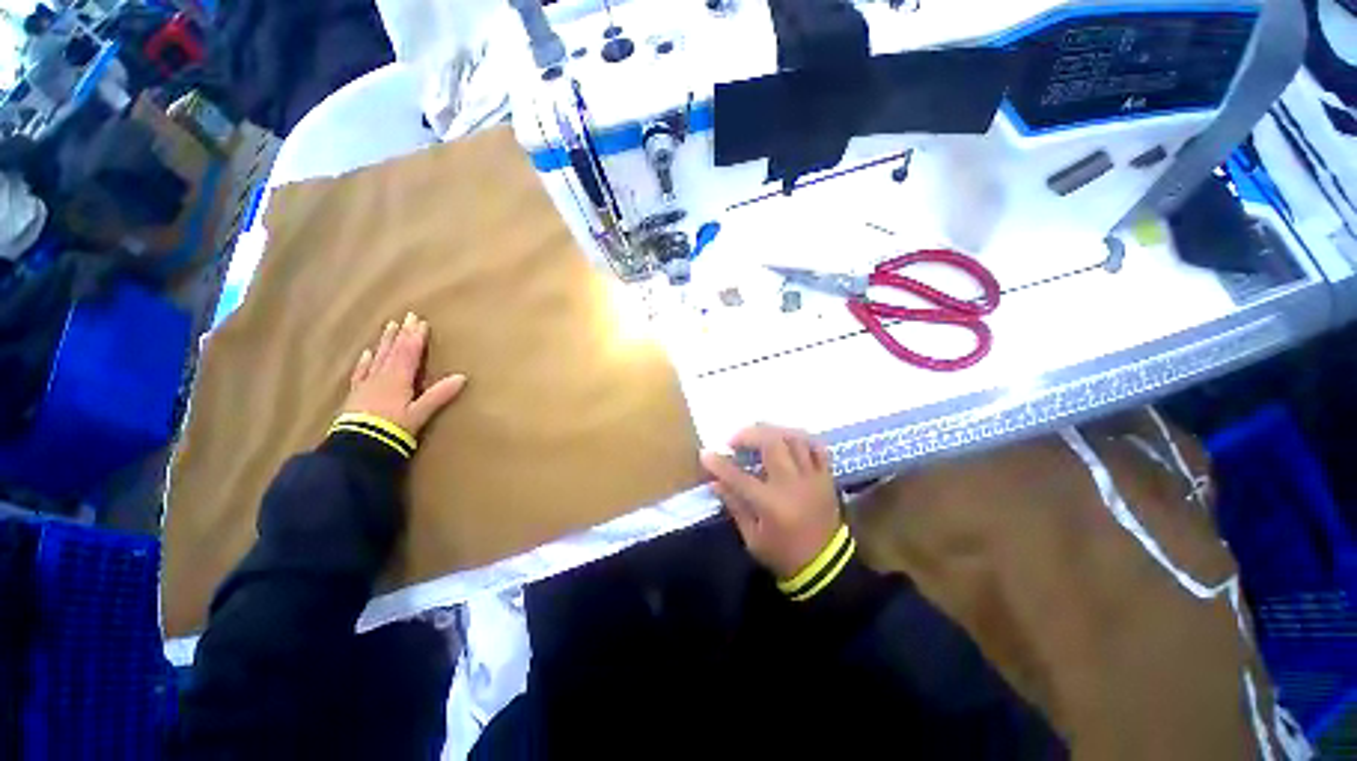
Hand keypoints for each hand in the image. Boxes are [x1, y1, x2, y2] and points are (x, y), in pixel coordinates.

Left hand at [343, 312, 466, 436]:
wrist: (358, 445)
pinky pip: (361, 371)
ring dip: (385, 341)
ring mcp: (367, 383)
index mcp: (398, 378)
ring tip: (389, 326)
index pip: (409, 353)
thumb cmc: (393, 428)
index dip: (415, 337)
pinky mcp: (357, 393)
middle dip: (401, 333)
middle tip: (406, 316)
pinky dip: (366, 360)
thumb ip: (439, 394)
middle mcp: (382, 376)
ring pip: (378, 357)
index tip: (421, 321)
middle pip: (393, 351)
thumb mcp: (420, 413)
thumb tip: (462, 377)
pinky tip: (367, 353)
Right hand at [700, 424, 840, 579]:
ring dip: (772, 431)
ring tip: (758, 436)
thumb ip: (734, 505)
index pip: (738, 476)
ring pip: (794, 438)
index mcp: (771, 504)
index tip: (705, 453)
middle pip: (771, 443)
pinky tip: (786, 440)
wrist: (826, 568)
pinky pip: (817, 447)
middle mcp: (793, 484)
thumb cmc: (784, 555)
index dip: (719, 463)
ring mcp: (812, 477)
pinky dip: (800, 438)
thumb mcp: (752, 538)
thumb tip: (715, 481)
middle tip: (735, 441)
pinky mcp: (826, 477)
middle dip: (748, 435)